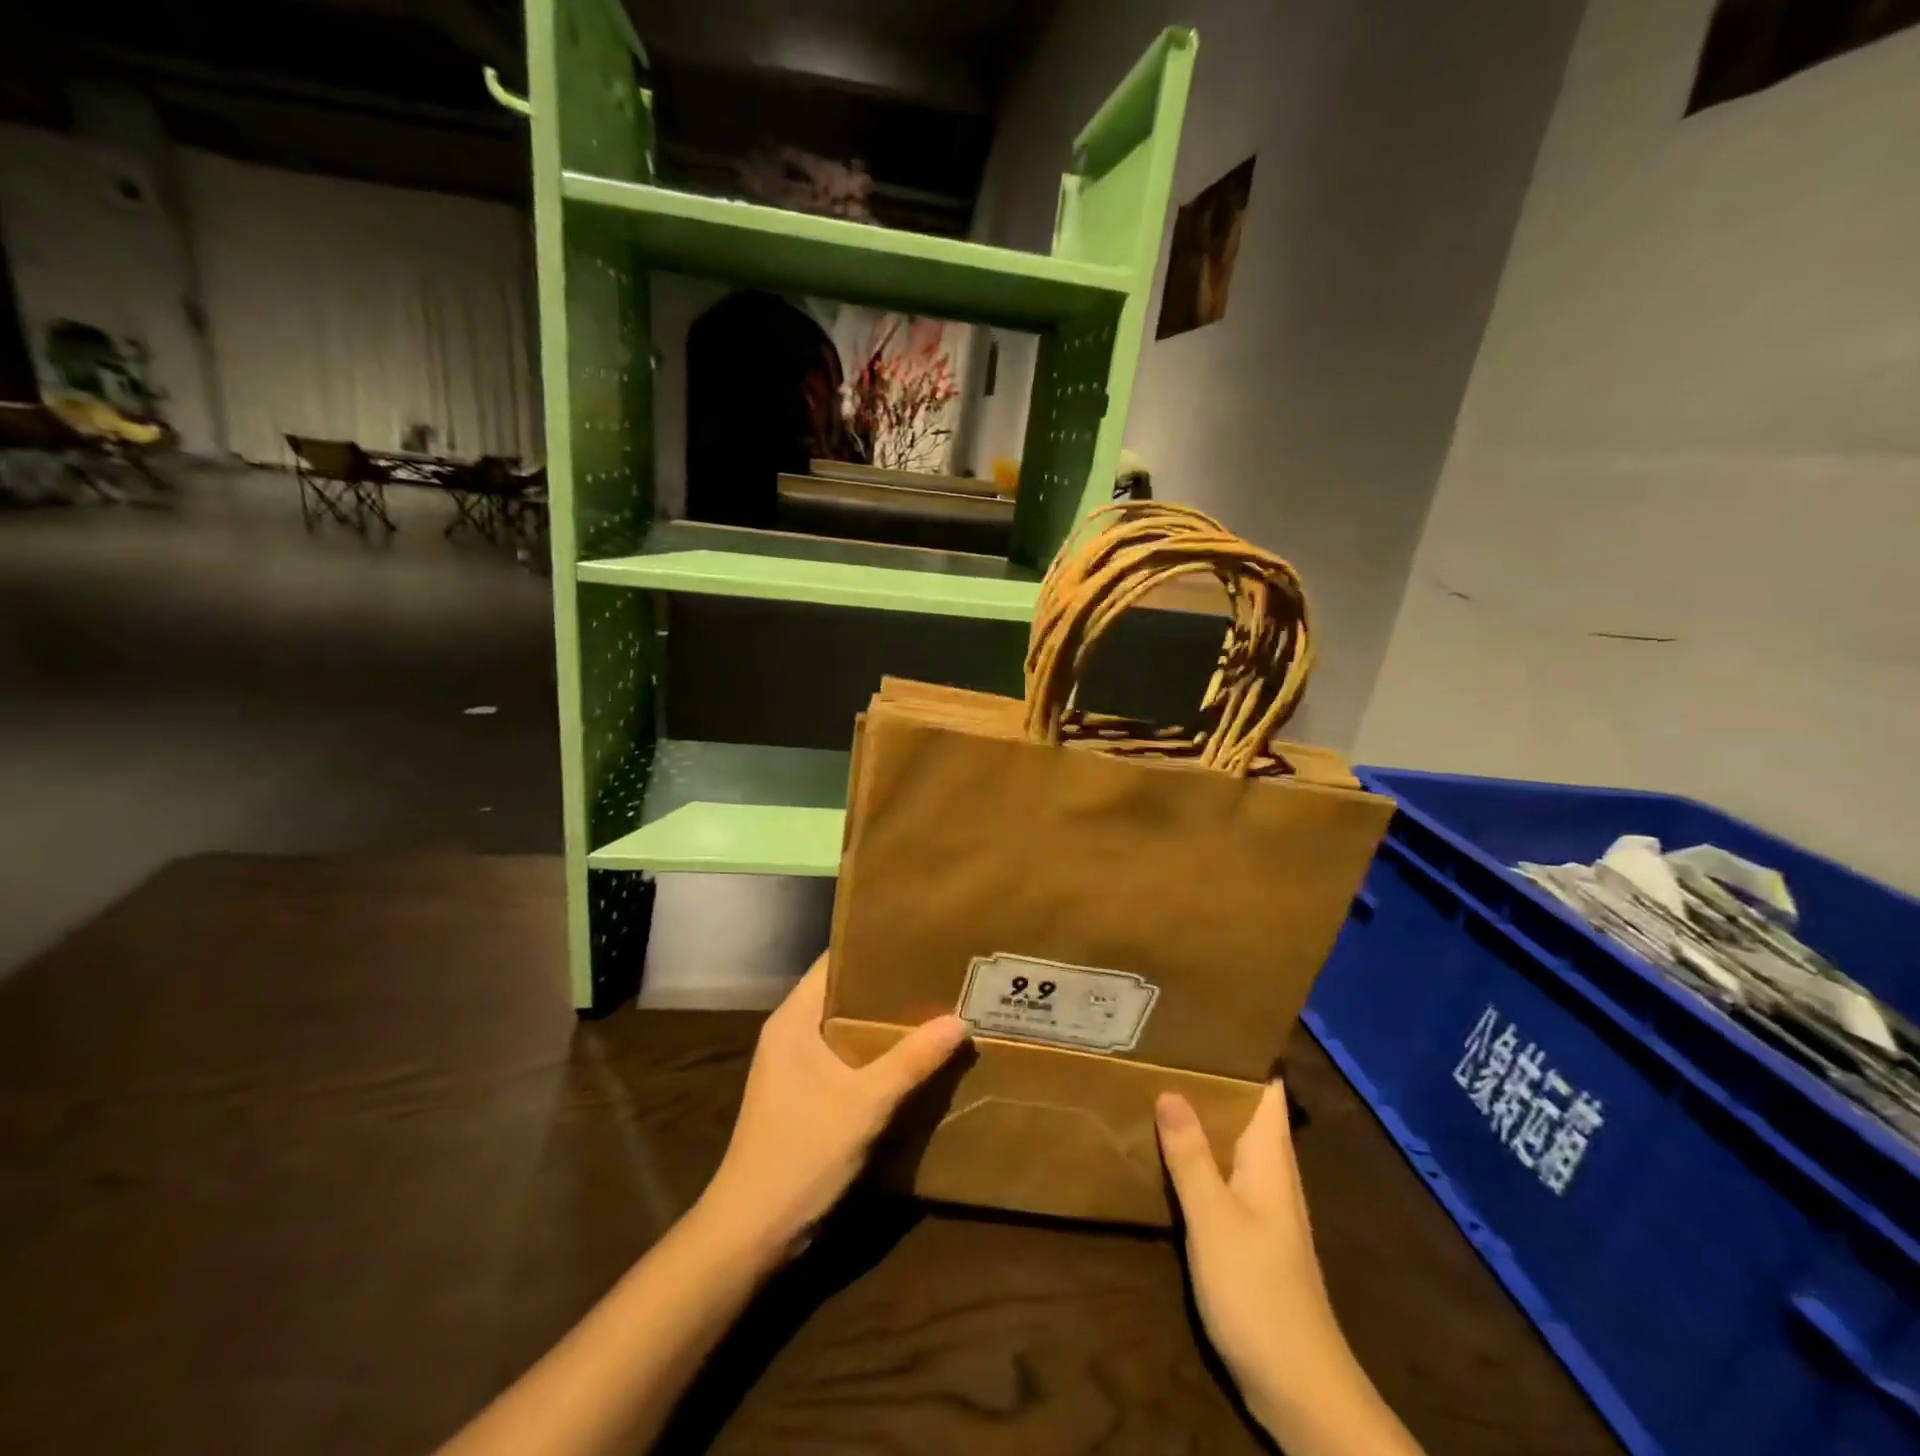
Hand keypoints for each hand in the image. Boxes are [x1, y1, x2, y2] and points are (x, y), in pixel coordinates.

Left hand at [699, 954, 969, 1260]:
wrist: (751, 1233)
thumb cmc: (801, 1154)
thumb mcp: (864, 1105)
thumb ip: (911, 1061)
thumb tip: (959, 1021)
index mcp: (793, 1018)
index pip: (835, 962)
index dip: (873, 946)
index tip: (918, 938)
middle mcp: (792, 1032)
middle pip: (846, 992)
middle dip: (889, 984)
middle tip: (939, 972)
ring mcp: (797, 1065)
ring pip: (848, 1026)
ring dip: (886, 1021)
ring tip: (936, 1005)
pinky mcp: (806, 1094)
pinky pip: (848, 1056)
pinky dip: (877, 1051)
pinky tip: (914, 1055)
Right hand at [1159, 1081, 1414, 1455]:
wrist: (1299, 1389)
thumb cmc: (1259, 1292)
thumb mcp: (1215, 1219)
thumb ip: (1191, 1155)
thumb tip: (1170, 1089)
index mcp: (1270, 1157)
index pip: (1264, 1087)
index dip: (1239, 1051)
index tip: (1198, 1022)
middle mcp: (1269, 1171)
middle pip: (1242, 1109)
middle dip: (1207, 1078)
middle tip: (1159, 1045)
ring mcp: (1260, 1203)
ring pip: (1228, 1141)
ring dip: (1199, 1115)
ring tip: (1153, 1081)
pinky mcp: (1247, 1232)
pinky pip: (1219, 1173)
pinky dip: (1196, 1153)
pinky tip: (1164, 1149)